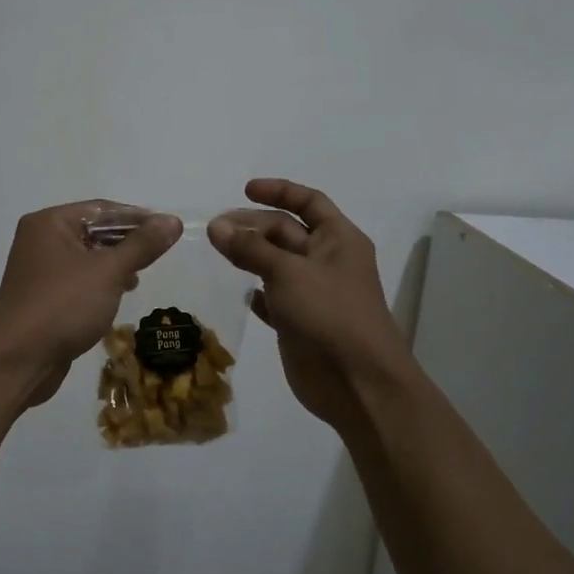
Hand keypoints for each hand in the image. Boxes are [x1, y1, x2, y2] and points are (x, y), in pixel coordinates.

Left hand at [0, 202, 183, 409]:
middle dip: (127, 242)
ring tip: (139, 276)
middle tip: (159, 254)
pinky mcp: (43, 297)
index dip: (138, 217)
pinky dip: (100, 283)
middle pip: (93, 231)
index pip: (101, 209)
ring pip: (87, 257)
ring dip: (115, 264)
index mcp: (50, 223)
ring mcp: (39, 270)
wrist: (18, 361)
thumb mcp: (108, 271)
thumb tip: (172, 220)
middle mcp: (40, 240)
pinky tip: (118, 295)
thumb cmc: (63, 306)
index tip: (168, 229)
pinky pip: (78, 280)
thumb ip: (142, 245)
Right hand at [209, 180, 411, 426]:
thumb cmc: (329, 314)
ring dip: (250, 256)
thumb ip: (250, 248)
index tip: (245, 190)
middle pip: (287, 231)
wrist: (357, 383)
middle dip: (253, 226)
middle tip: (215, 229)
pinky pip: (275, 299)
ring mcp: (314, 293)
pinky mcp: (300, 322)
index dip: (279, 192)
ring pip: (277, 264)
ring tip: (218, 252)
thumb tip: (216, 226)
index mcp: (338, 239)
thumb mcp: (288, 272)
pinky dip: (258, 293)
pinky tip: (241, 293)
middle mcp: (328, 261)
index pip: (309, 202)